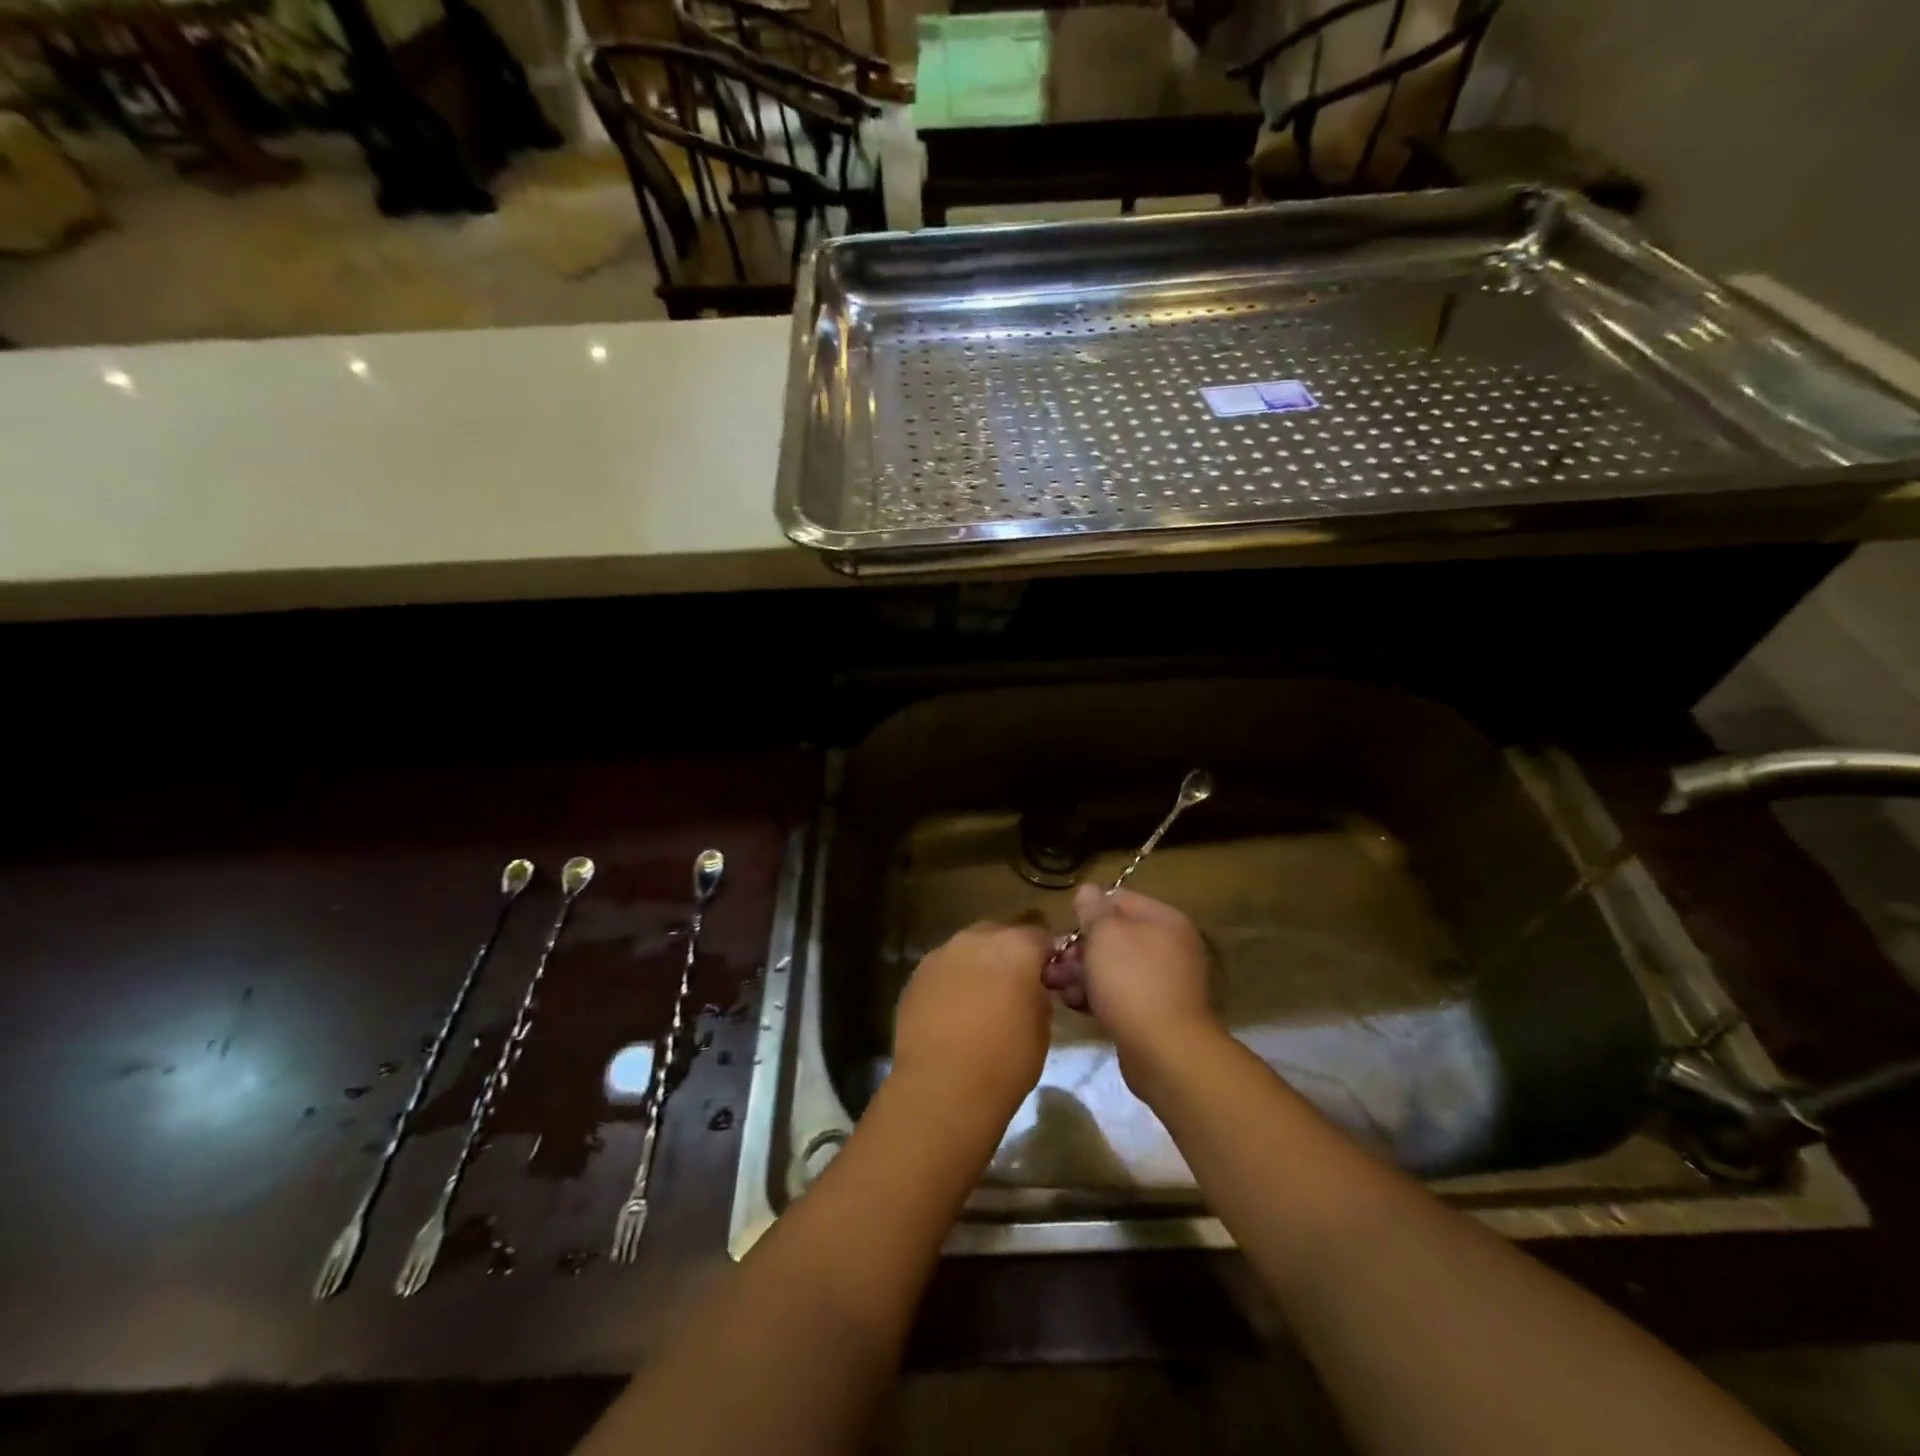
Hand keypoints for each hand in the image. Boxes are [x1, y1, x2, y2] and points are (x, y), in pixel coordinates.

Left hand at [891, 921, 1053, 1119]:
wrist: (943, 1086)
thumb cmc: (1006, 1059)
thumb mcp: (1042, 1027)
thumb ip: (1038, 994)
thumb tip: (1031, 988)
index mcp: (1016, 946)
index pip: (1040, 936)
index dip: (1046, 956)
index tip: (1047, 979)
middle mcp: (976, 939)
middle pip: (999, 933)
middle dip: (1008, 953)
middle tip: (1013, 987)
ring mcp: (941, 954)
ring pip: (966, 949)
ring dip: (976, 965)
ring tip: (979, 1000)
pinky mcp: (915, 976)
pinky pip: (942, 969)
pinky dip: (950, 982)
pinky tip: (952, 1012)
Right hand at [1042, 886, 1221, 1099]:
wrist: (1165, 1051)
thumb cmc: (1132, 981)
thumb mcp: (1105, 935)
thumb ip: (1093, 909)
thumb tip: (1088, 889)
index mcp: (1164, 920)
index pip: (1119, 899)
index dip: (1088, 911)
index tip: (1064, 929)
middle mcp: (1169, 946)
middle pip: (1114, 936)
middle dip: (1079, 949)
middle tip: (1053, 964)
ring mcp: (1164, 981)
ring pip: (1113, 967)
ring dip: (1082, 974)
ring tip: (1055, 987)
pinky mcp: (1155, 1012)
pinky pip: (1120, 994)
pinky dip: (1097, 996)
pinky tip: (1074, 1005)